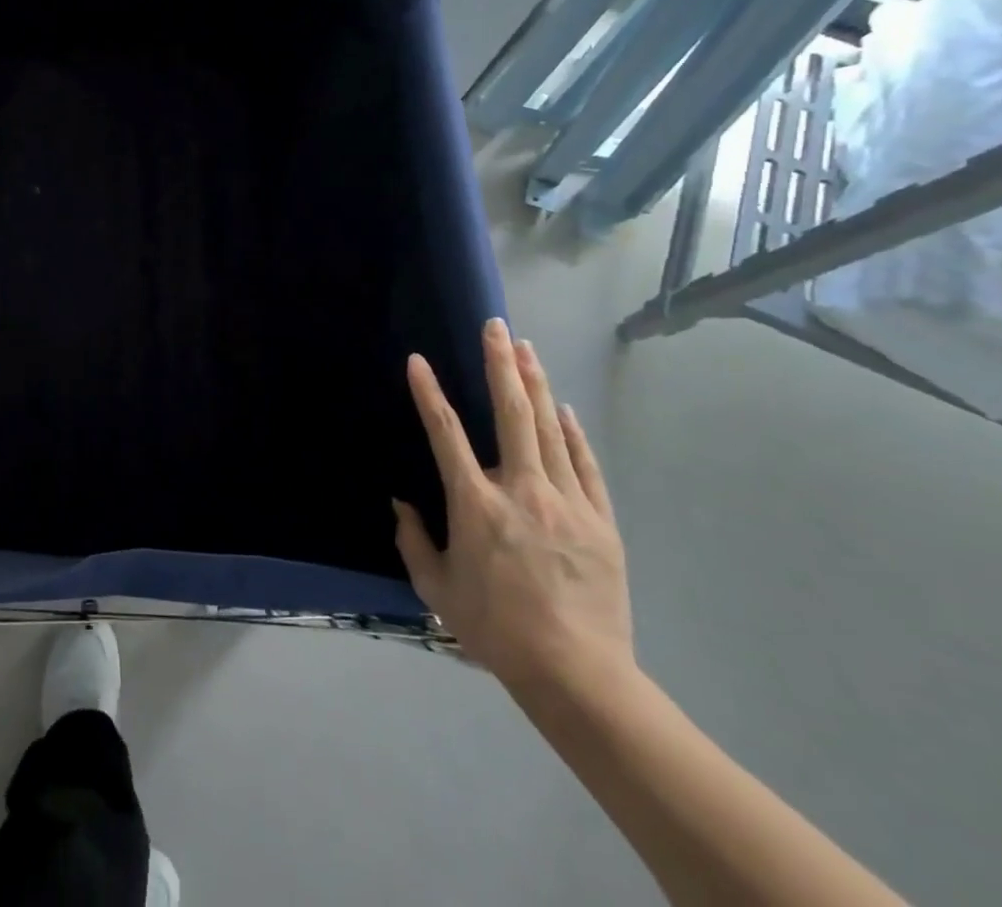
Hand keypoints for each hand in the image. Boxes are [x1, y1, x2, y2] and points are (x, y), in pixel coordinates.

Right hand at [393, 318, 633, 696]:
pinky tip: (562, 408)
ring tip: (526, 347)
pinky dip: (572, 432)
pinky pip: (584, 464)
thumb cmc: (496, 630)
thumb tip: (401, 505)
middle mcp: (520, 490)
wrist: (579, 675)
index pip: (445, 433)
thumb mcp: (437, 589)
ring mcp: (566, 502)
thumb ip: (413, 541)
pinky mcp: (600, 520)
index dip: (429, 392)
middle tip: (496, 326)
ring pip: (549, 428)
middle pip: (511, 413)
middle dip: (500, 364)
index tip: (418, 360)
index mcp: (476, 504)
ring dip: (534, 384)